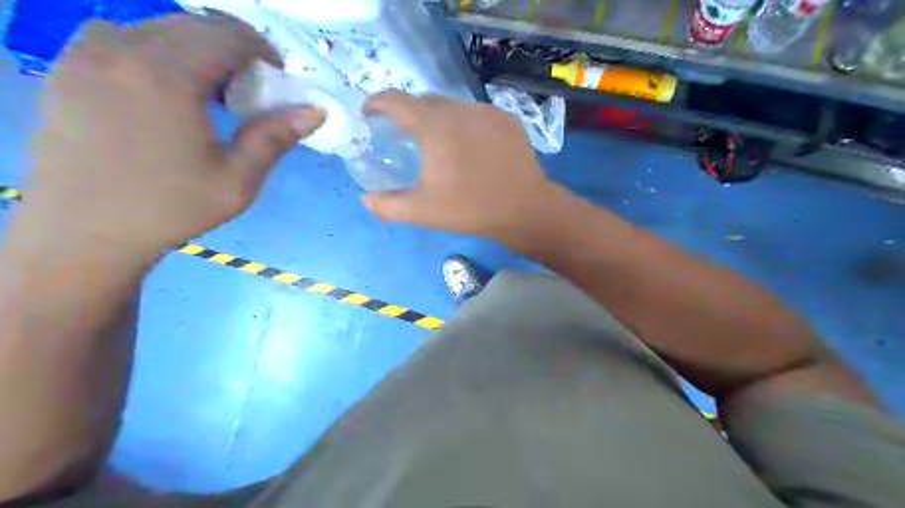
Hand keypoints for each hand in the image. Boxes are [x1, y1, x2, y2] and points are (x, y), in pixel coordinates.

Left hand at [16, 15, 324, 260]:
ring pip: (158, 28)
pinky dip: (158, 53)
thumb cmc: (170, 207)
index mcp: (166, 74)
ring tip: (210, 92)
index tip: (275, 79)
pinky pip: (123, 38)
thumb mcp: (237, 179)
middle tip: (247, 90)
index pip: (226, 34)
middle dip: (231, 49)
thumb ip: (275, 137)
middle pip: (193, 26)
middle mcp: (121, 47)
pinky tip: (166, 91)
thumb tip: (315, 111)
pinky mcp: (68, 67)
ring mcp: (85, 53)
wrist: (84, 232)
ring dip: (195, 50)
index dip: (261, 49)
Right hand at [360, 92, 563, 246]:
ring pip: (453, 107)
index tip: (369, 114)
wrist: (524, 208)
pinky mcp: (508, 120)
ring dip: (439, 119)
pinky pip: (477, 115)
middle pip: (425, 101)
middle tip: (404, 137)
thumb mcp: (422, 211)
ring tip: (440, 145)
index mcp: (434, 126)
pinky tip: (471, 149)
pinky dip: (465, 125)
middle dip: (409, 113)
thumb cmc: (469, 208)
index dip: (376, 102)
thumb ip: (387, 206)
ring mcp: (487, 112)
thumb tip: (365, 199)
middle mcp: (459, 109)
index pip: (396, 100)